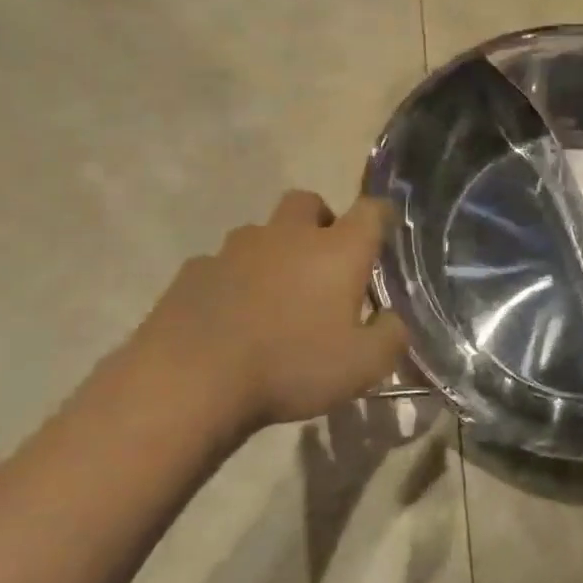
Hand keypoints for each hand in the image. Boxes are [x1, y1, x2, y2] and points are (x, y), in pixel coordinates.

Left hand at [104, 190, 407, 455]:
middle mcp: (289, 236)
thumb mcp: (363, 366)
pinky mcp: (194, 271)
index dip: (382, 215)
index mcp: (337, 251)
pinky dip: (233, 280)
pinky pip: (221, 264)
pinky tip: (231, 316)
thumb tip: (393, 320)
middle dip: (321, 220)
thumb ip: (391, 337)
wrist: (190, 380)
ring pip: (262, 232)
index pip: (371, 211)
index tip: (385, 229)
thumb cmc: (291, 367)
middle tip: (325, 259)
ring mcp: (235, 250)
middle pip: (308, 202)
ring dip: (274, 251)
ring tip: (275, 294)